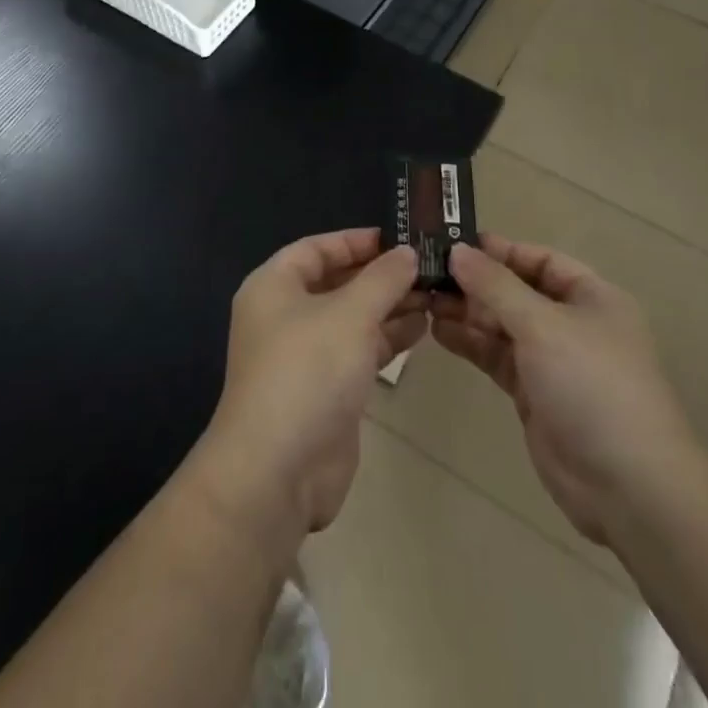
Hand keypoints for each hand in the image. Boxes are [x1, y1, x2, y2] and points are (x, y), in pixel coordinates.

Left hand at [198, 230, 425, 539]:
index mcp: (274, 286)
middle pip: (336, 283)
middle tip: (427, 266)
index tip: (398, 238)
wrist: (278, 470)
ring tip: (434, 294)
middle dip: (379, 275)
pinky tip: (421, 327)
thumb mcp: (350, 314)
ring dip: (389, 306)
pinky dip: (386, 338)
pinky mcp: (325, 390)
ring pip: (351, 319)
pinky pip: (358, 351)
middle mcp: (284, 316)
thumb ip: (382, 279)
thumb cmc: (308, 371)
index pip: (316, 249)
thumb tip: (407, 253)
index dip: (355, 241)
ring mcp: (304, 356)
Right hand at [432, 236, 695, 549]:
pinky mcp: (534, 395)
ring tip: (425, 300)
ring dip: (467, 312)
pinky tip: (439, 331)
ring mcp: (553, 362)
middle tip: (427, 273)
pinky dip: (471, 343)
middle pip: (516, 292)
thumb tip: (457, 251)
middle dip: (475, 283)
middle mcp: (572, 324)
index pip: (539, 260)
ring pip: (503, 325)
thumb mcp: (543, 324)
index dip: (499, 251)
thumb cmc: (592, 385)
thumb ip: (496, 286)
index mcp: (591, 298)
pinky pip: (497, 357)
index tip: (453, 244)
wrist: (628, 487)